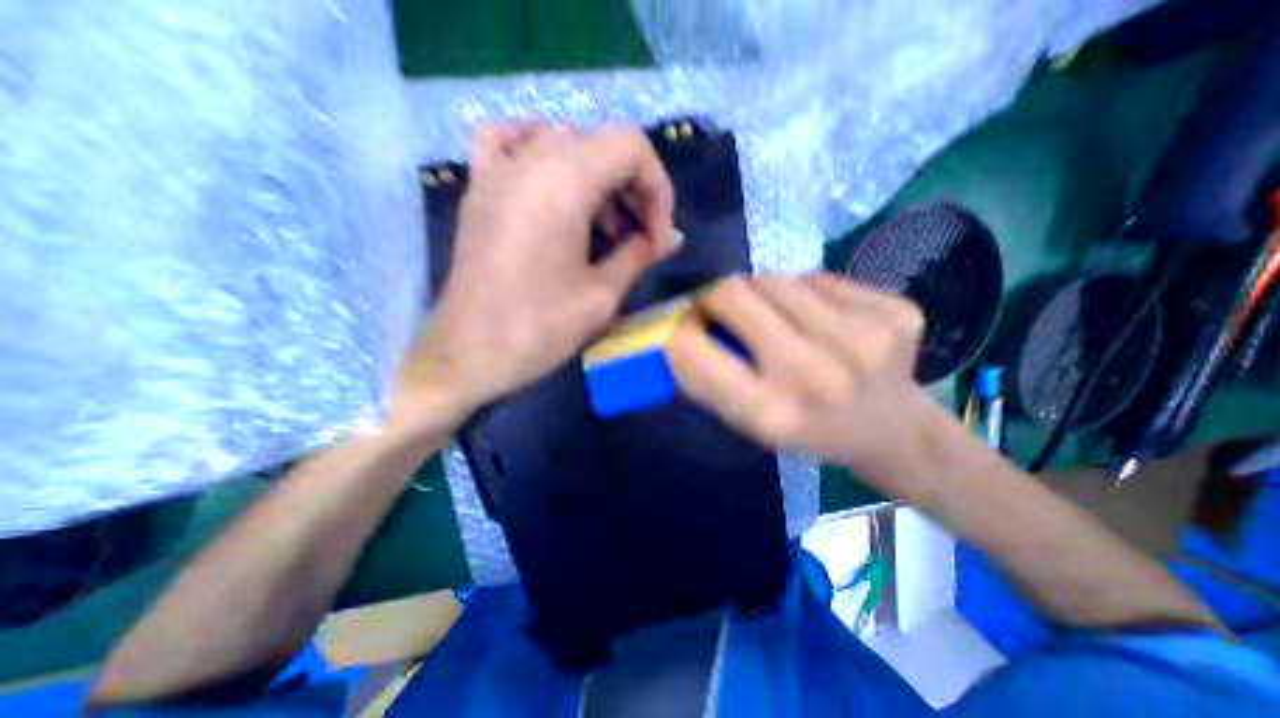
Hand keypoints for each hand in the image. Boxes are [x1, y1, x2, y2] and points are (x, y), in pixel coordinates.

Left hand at [399, 124, 680, 420]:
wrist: (468, 355)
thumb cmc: (539, 328)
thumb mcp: (602, 294)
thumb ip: (641, 254)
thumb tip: (671, 237)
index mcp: (564, 181)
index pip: (631, 146)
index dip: (657, 188)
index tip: (658, 236)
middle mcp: (529, 159)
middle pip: (601, 144)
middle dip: (633, 189)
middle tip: (639, 238)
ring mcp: (497, 170)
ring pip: (565, 144)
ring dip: (598, 181)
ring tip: (605, 231)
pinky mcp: (479, 189)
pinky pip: (511, 143)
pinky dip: (541, 154)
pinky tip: (552, 186)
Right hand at [671, 272, 931, 481]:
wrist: (892, 430)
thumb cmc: (806, 430)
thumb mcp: (747, 423)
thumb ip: (708, 377)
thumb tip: (679, 326)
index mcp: (771, 413)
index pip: (692, 348)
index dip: (682, 329)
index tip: (691, 328)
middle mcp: (816, 374)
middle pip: (734, 293)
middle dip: (717, 297)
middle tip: (726, 310)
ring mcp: (864, 338)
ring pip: (774, 277)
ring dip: (762, 293)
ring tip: (779, 318)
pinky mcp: (896, 312)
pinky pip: (818, 278)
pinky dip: (806, 293)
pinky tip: (823, 320)